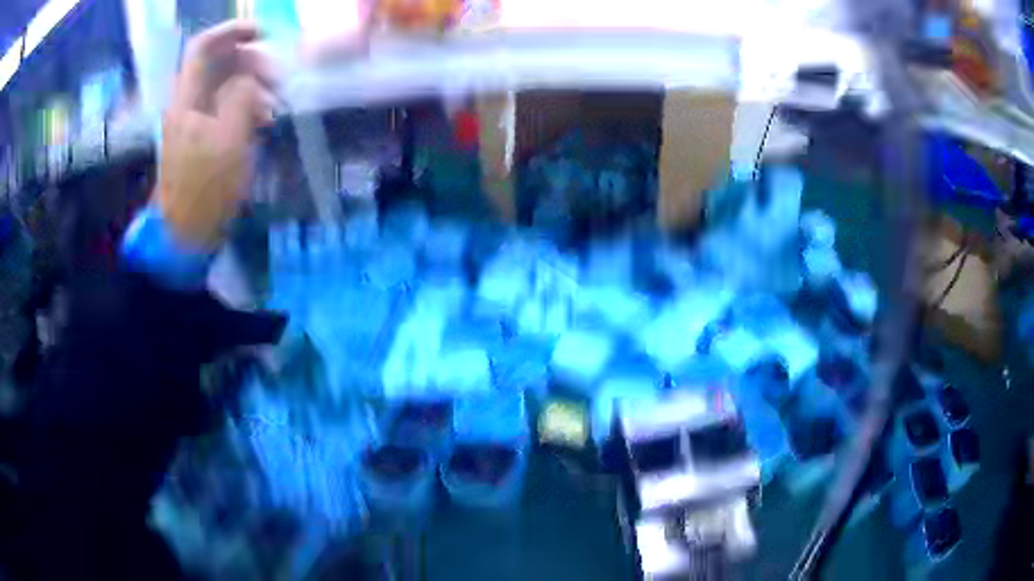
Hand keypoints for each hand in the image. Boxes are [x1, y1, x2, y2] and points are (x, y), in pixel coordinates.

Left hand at [155, 20, 276, 248]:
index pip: (203, 47)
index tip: (263, 33)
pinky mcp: (201, 138)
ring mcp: (193, 121)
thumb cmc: (206, 189)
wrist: (185, 234)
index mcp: (187, 99)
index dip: (232, 32)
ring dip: (252, 86)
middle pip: (218, 64)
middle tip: (277, 80)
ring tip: (274, 106)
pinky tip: (263, 121)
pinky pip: (225, 107)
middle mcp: (187, 103)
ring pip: (224, 85)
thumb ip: (241, 98)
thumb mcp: (229, 140)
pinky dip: (245, 106)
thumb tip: (248, 79)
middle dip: (250, 62)